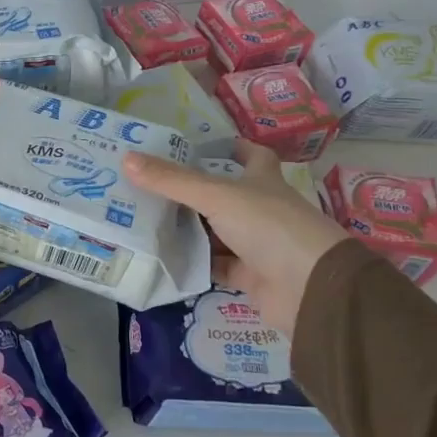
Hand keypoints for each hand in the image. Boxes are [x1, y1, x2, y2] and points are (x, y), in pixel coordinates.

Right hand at [124, 143, 346, 336]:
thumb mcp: (217, 196)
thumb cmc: (269, 227)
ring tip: (144, 219)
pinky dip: (193, 262)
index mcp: (262, 182)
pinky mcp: (249, 277)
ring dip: (187, 229)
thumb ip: (171, 181)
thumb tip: (126, 158)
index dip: (230, 148)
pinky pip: (213, 265)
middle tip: (147, 184)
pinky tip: (162, 257)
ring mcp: (256, 245)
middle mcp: (261, 210)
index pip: (251, 156)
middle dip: (189, 191)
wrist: (310, 290)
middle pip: (222, 195)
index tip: (197, 146)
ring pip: (215, 232)